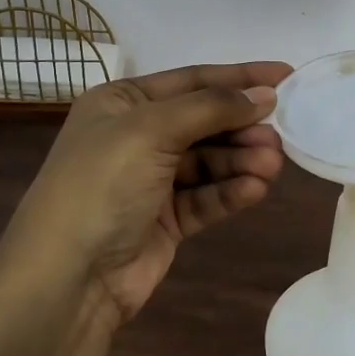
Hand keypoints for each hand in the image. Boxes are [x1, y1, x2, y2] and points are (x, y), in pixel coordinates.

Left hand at [13, 61, 292, 323]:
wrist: (67, 279)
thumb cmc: (102, 185)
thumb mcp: (151, 130)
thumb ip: (211, 108)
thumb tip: (265, 96)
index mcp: (122, 103)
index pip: (192, 80)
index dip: (240, 77)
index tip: (287, 76)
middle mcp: (136, 136)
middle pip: (205, 121)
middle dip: (243, 126)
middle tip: (280, 135)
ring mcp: (151, 180)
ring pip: (210, 161)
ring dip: (242, 160)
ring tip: (272, 165)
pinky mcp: (165, 220)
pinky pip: (206, 196)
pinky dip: (231, 191)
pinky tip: (255, 190)